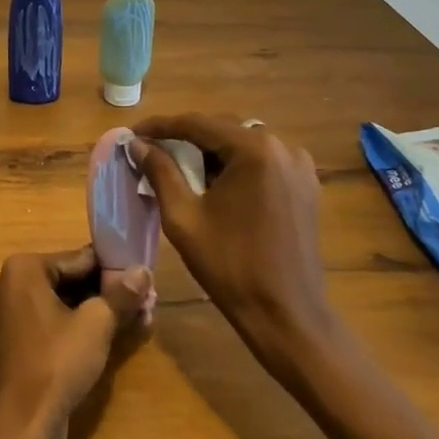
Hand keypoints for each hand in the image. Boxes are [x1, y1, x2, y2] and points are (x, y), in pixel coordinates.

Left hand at [0, 248, 152, 438]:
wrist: (20, 428)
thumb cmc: (55, 365)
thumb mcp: (96, 325)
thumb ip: (120, 294)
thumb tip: (143, 270)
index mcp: (25, 269)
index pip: (80, 257)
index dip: (116, 267)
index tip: (147, 276)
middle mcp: (15, 284)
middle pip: (74, 279)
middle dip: (111, 291)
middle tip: (150, 300)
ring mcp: (16, 314)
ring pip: (69, 302)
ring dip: (103, 310)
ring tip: (142, 317)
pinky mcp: (22, 341)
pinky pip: (59, 322)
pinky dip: (85, 326)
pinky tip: (119, 335)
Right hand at [132, 112, 329, 374]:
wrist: (287, 315)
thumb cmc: (230, 266)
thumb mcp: (183, 217)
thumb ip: (160, 172)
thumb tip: (138, 144)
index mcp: (254, 150)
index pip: (197, 123)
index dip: (161, 126)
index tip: (133, 134)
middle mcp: (282, 146)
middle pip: (222, 129)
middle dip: (185, 137)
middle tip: (151, 150)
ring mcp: (299, 165)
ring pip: (242, 144)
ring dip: (210, 151)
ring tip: (177, 166)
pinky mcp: (306, 185)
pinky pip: (261, 161)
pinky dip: (234, 165)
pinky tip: (213, 183)